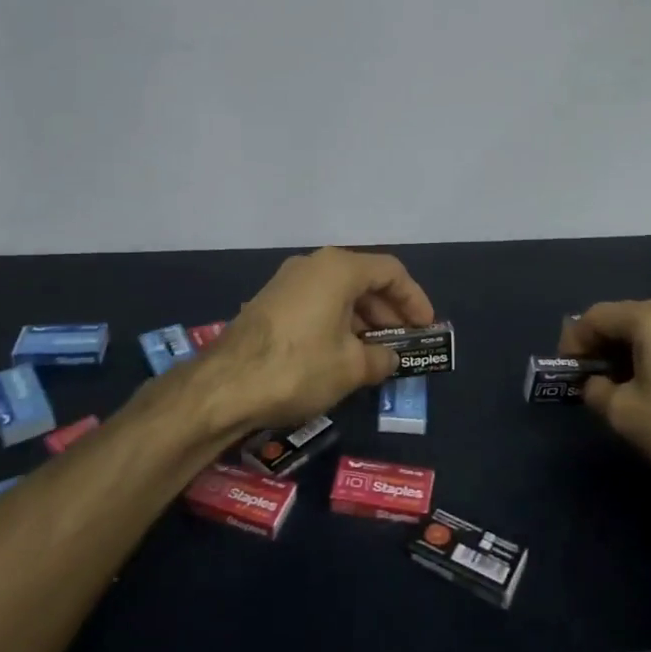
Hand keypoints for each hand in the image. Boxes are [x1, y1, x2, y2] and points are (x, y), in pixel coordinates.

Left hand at [206, 247, 435, 430]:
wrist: (224, 386)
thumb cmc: (299, 367)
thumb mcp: (351, 367)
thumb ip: (380, 358)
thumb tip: (389, 358)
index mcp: (338, 268)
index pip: (391, 272)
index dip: (414, 299)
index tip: (425, 327)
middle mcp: (313, 265)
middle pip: (364, 280)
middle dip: (388, 312)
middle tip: (403, 343)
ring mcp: (287, 282)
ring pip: (338, 293)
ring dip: (362, 320)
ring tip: (375, 354)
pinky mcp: (269, 303)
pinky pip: (316, 304)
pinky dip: (337, 323)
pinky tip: (341, 354)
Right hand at [561, 299, 650, 503]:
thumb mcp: (624, 414)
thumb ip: (596, 392)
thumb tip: (596, 384)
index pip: (595, 317)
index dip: (573, 342)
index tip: (566, 373)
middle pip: (625, 321)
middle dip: (601, 349)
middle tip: (589, 383)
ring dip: (628, 357)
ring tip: (622, 392)